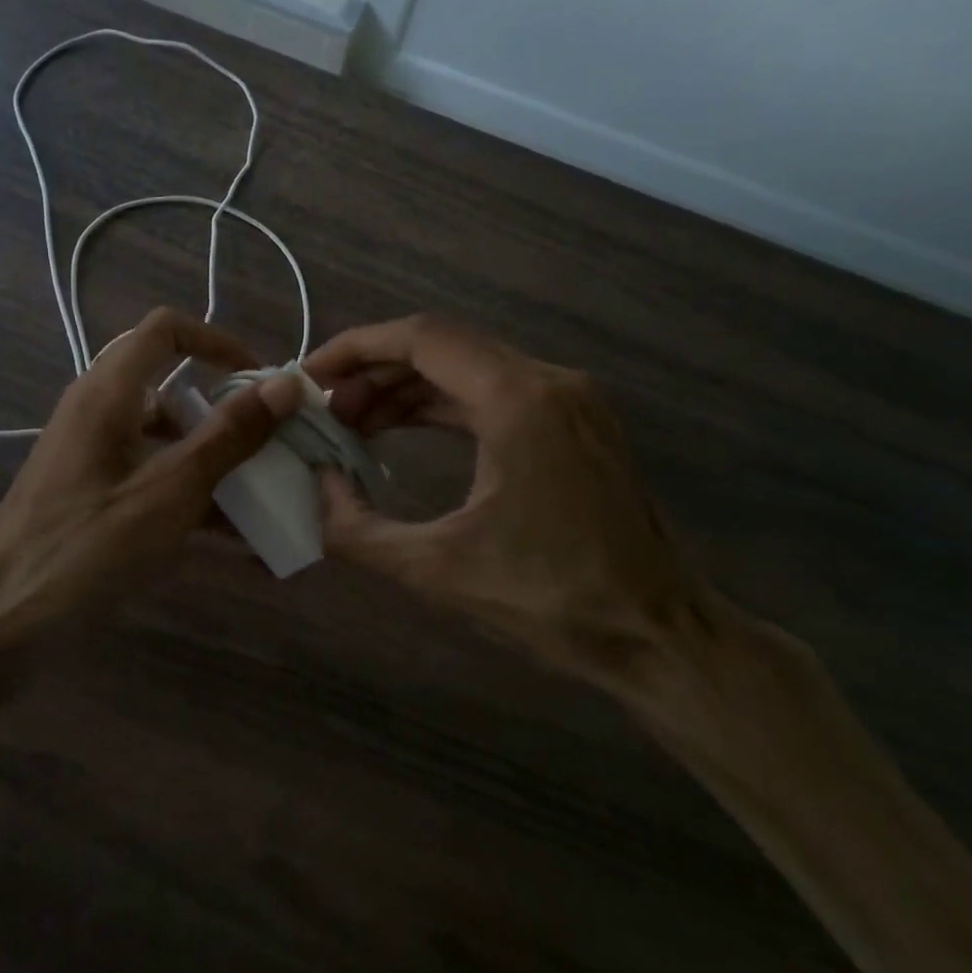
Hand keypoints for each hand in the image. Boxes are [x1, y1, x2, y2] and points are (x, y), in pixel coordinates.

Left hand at [0, 308, 301, 655]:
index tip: (259, 380)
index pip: (166, 329)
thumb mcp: (168, 493)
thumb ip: (228, 437)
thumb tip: (285, 385)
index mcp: (107, 394)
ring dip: (211, 460)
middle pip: (169, 384)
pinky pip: (150, 477)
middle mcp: (96, 411)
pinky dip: (189, 497)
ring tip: (262, 499)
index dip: (218, 341)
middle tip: (266, 438)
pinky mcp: (91, 492)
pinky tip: (236, 547)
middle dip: (222, 408)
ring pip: (163, 436)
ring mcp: (91, 454)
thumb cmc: (85, 549)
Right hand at [306, 315, 718, 705]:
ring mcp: (568, 398)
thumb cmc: (554, 601)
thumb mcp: (438, 571)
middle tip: (327, 411)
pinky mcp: (574, 421)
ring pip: (467, 367)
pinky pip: (493, 392)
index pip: (422, 338)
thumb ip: (357, 529)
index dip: (356, 348)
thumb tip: (317, 488)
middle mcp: (548, 380)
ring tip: (355, 424)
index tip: (311, 375)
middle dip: (375, 372)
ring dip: (407, 389)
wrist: (660, 634)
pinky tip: (404, 431)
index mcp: (518, 400)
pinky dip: (443, 405)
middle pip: (443, 346)